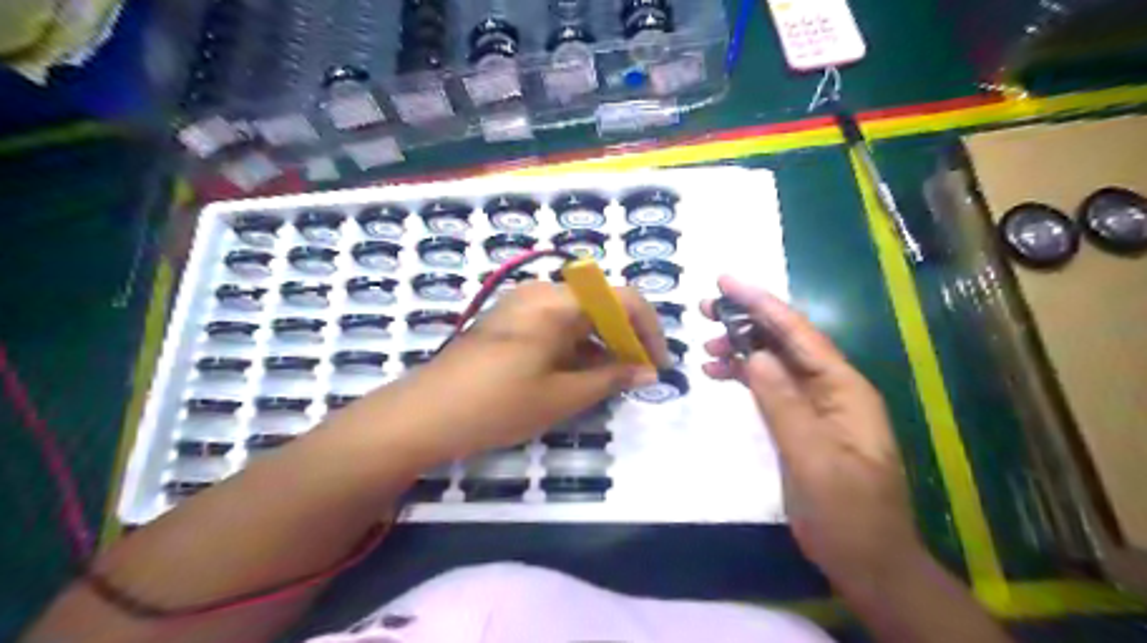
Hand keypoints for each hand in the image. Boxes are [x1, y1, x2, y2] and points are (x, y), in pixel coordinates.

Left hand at [401, 284, 664, 460]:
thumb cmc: (498, 404)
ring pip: (578, 314)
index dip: (648, 329)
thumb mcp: (562, 396)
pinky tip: (579, 373)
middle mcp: (541, 292)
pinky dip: (575, 344)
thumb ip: (611, 378)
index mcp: (558, 302)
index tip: (657, 364)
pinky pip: (554, 323)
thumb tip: (648, 371)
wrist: (424, 414)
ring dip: (601, 342)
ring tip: (612, 379)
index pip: (622, 298)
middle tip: (637, 374)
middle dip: (625, 336)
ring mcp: (521, 304)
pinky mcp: (508, 320)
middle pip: (600, 303)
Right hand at [700, 275, 920, 586]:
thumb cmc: (848, 513)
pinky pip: (770, 387)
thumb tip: (754, 355)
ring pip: (774, 362)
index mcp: (843, 388)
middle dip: (746, 320)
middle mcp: (831, 388)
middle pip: (785, 341)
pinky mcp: (800, 423)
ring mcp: (815, 406)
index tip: (725, 281)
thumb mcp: (815, 460)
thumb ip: (784, 404)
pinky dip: (744, 377)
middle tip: (703, 309)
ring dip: (741, 349)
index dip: (761, 303)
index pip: (798, 333)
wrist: (867, 561)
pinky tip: (719, 373)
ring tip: (705, 346)